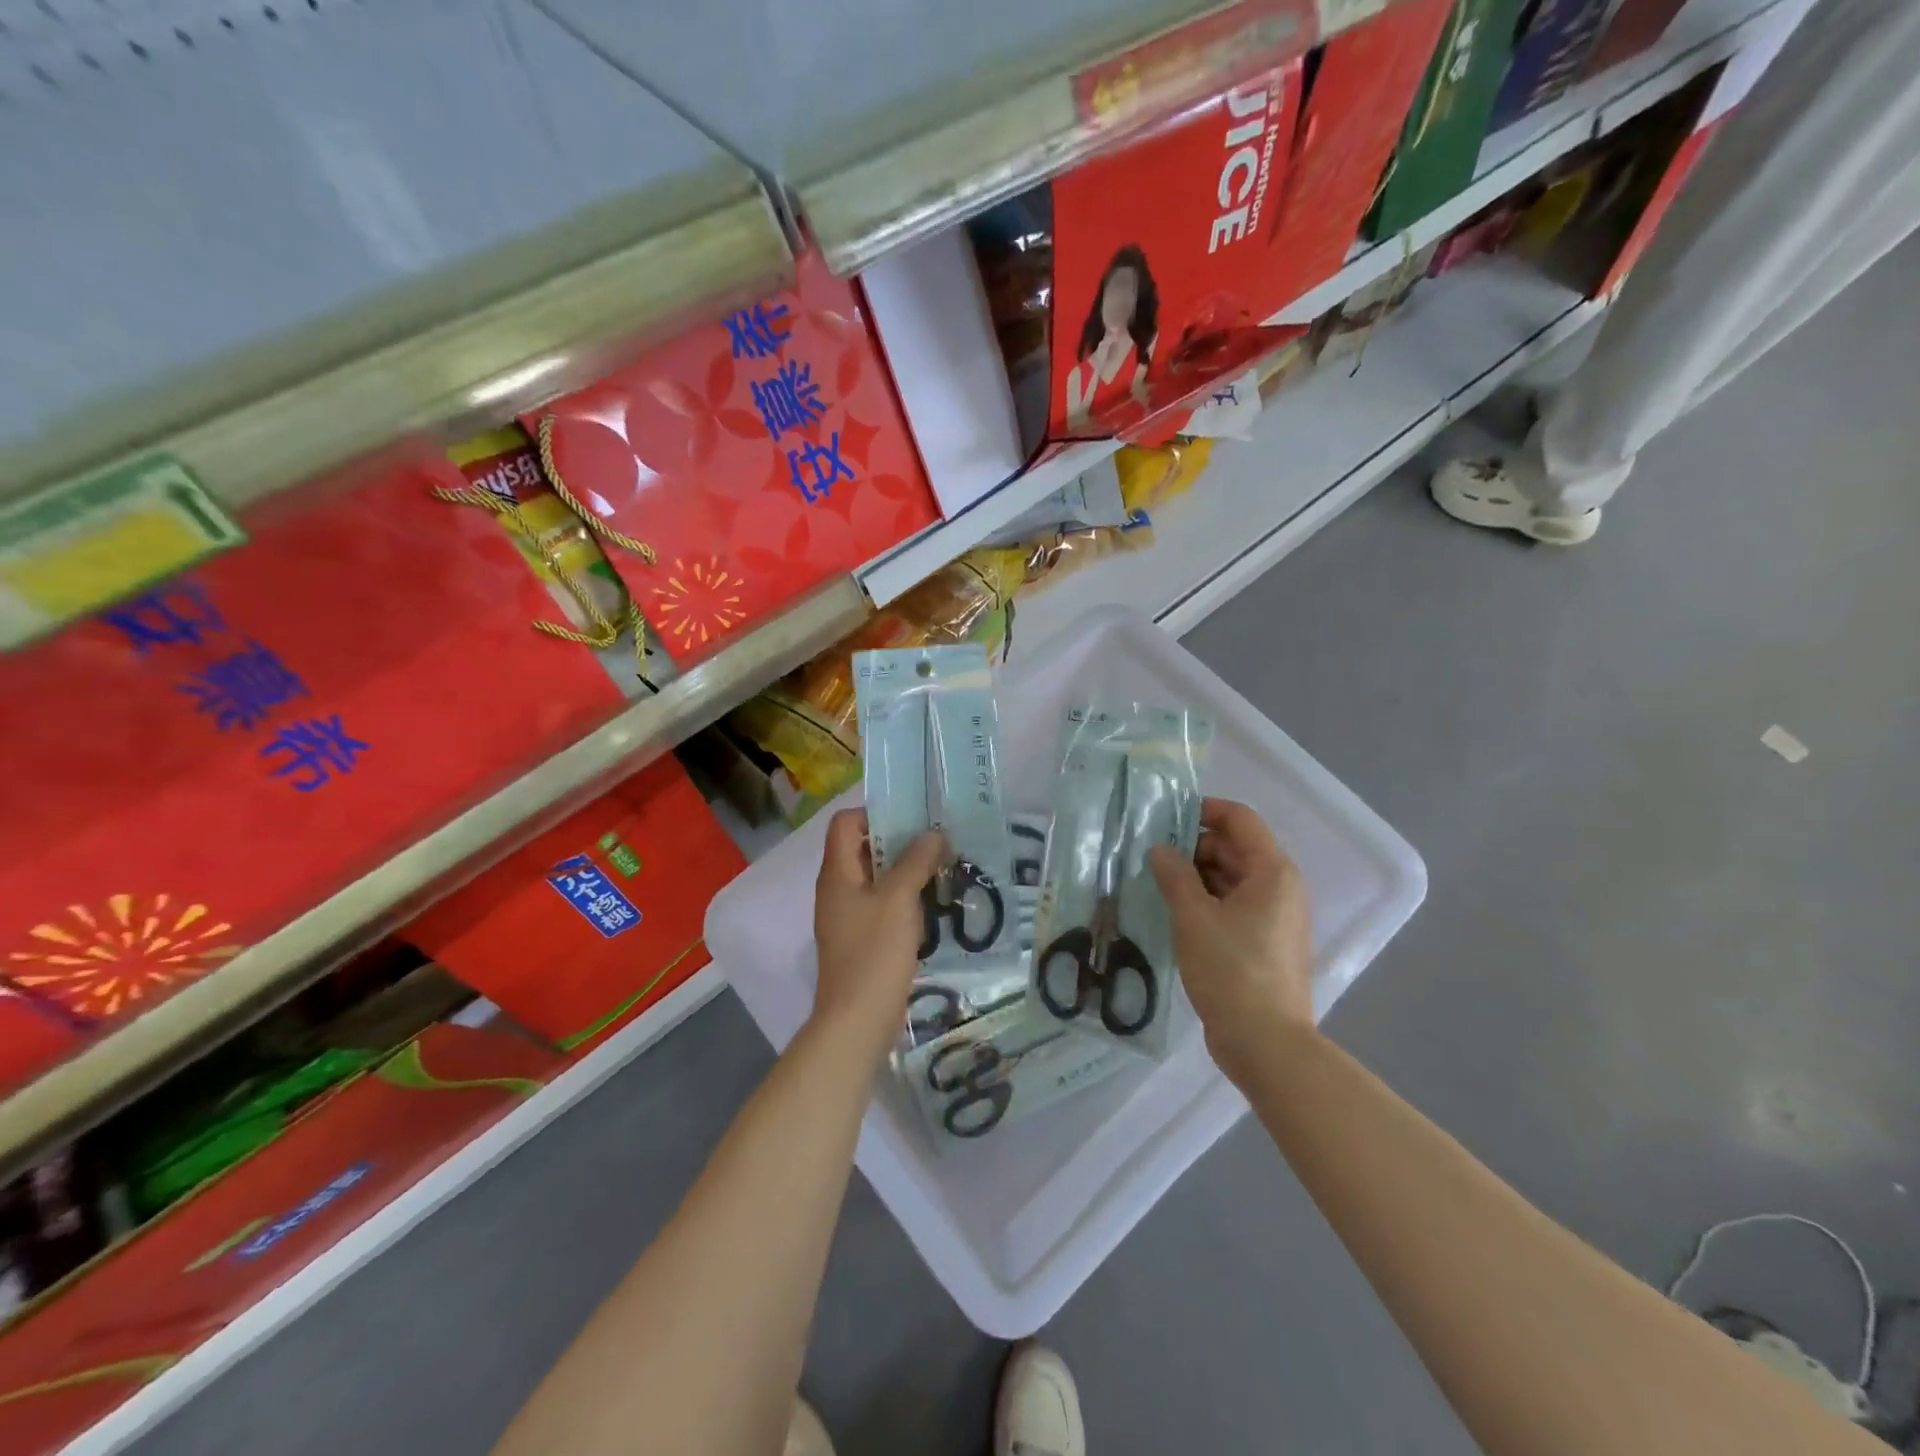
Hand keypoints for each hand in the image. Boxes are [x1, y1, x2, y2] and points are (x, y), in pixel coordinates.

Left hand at [811, 810, 943, 1060]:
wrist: (857, 1021)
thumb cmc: (874, 953)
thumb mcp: (898, 900)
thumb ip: (916, 862)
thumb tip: (932, 834)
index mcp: (837, 873)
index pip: (845, 823)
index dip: (874, 814)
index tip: (911, 819)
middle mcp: (837, 890)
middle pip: (862, 849)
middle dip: (899, 842)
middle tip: (936, 842)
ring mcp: (847, 917)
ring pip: (876, 879)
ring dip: (905, 871)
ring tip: (941, 869)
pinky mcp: (861, 940)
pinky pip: (881, 906)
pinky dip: (904, 899)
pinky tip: (932, 905)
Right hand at [1148, 798, 1313, 1081]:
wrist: (1266, 1043)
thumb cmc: (1231, 971)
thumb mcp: (1194, 918)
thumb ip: (1174, 876)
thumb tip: (1160, 849)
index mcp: (1272, 872)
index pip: (1240, 820)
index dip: (1205, 810)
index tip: (1166, 817)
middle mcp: (1281, 887)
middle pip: (1236, 848)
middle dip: (1194, 846)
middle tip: (1151, 854)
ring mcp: (1275, 917)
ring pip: (1232, 878)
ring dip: (1197, 875)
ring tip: (1156, 881)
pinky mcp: (1265, 942)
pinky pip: (1234, 905)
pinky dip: (1207, 900)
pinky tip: (1174, 910)